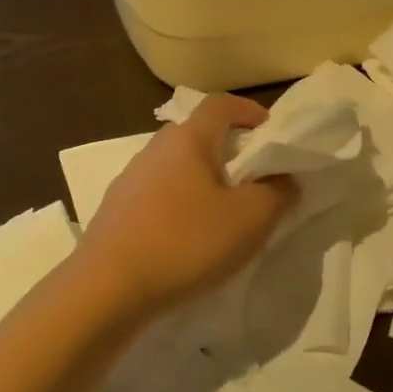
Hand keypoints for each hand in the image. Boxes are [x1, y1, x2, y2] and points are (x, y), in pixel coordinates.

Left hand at [75, 94, 298, 318]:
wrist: (109, 287)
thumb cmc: (187, 242)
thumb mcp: (250, 220)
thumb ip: (277, 193)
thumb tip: (283, 179)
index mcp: (188, 140)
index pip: (220, 105)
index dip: (248, 110)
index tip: (268, 129)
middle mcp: (154, 149)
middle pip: (195, 134)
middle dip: (225, 148)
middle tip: (250, 176)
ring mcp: (129, 179)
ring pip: (174, 166)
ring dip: (200, 178)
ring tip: (221, 211)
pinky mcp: (115, 210)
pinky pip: (156, 194)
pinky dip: (178, 203)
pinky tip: (186, 236)